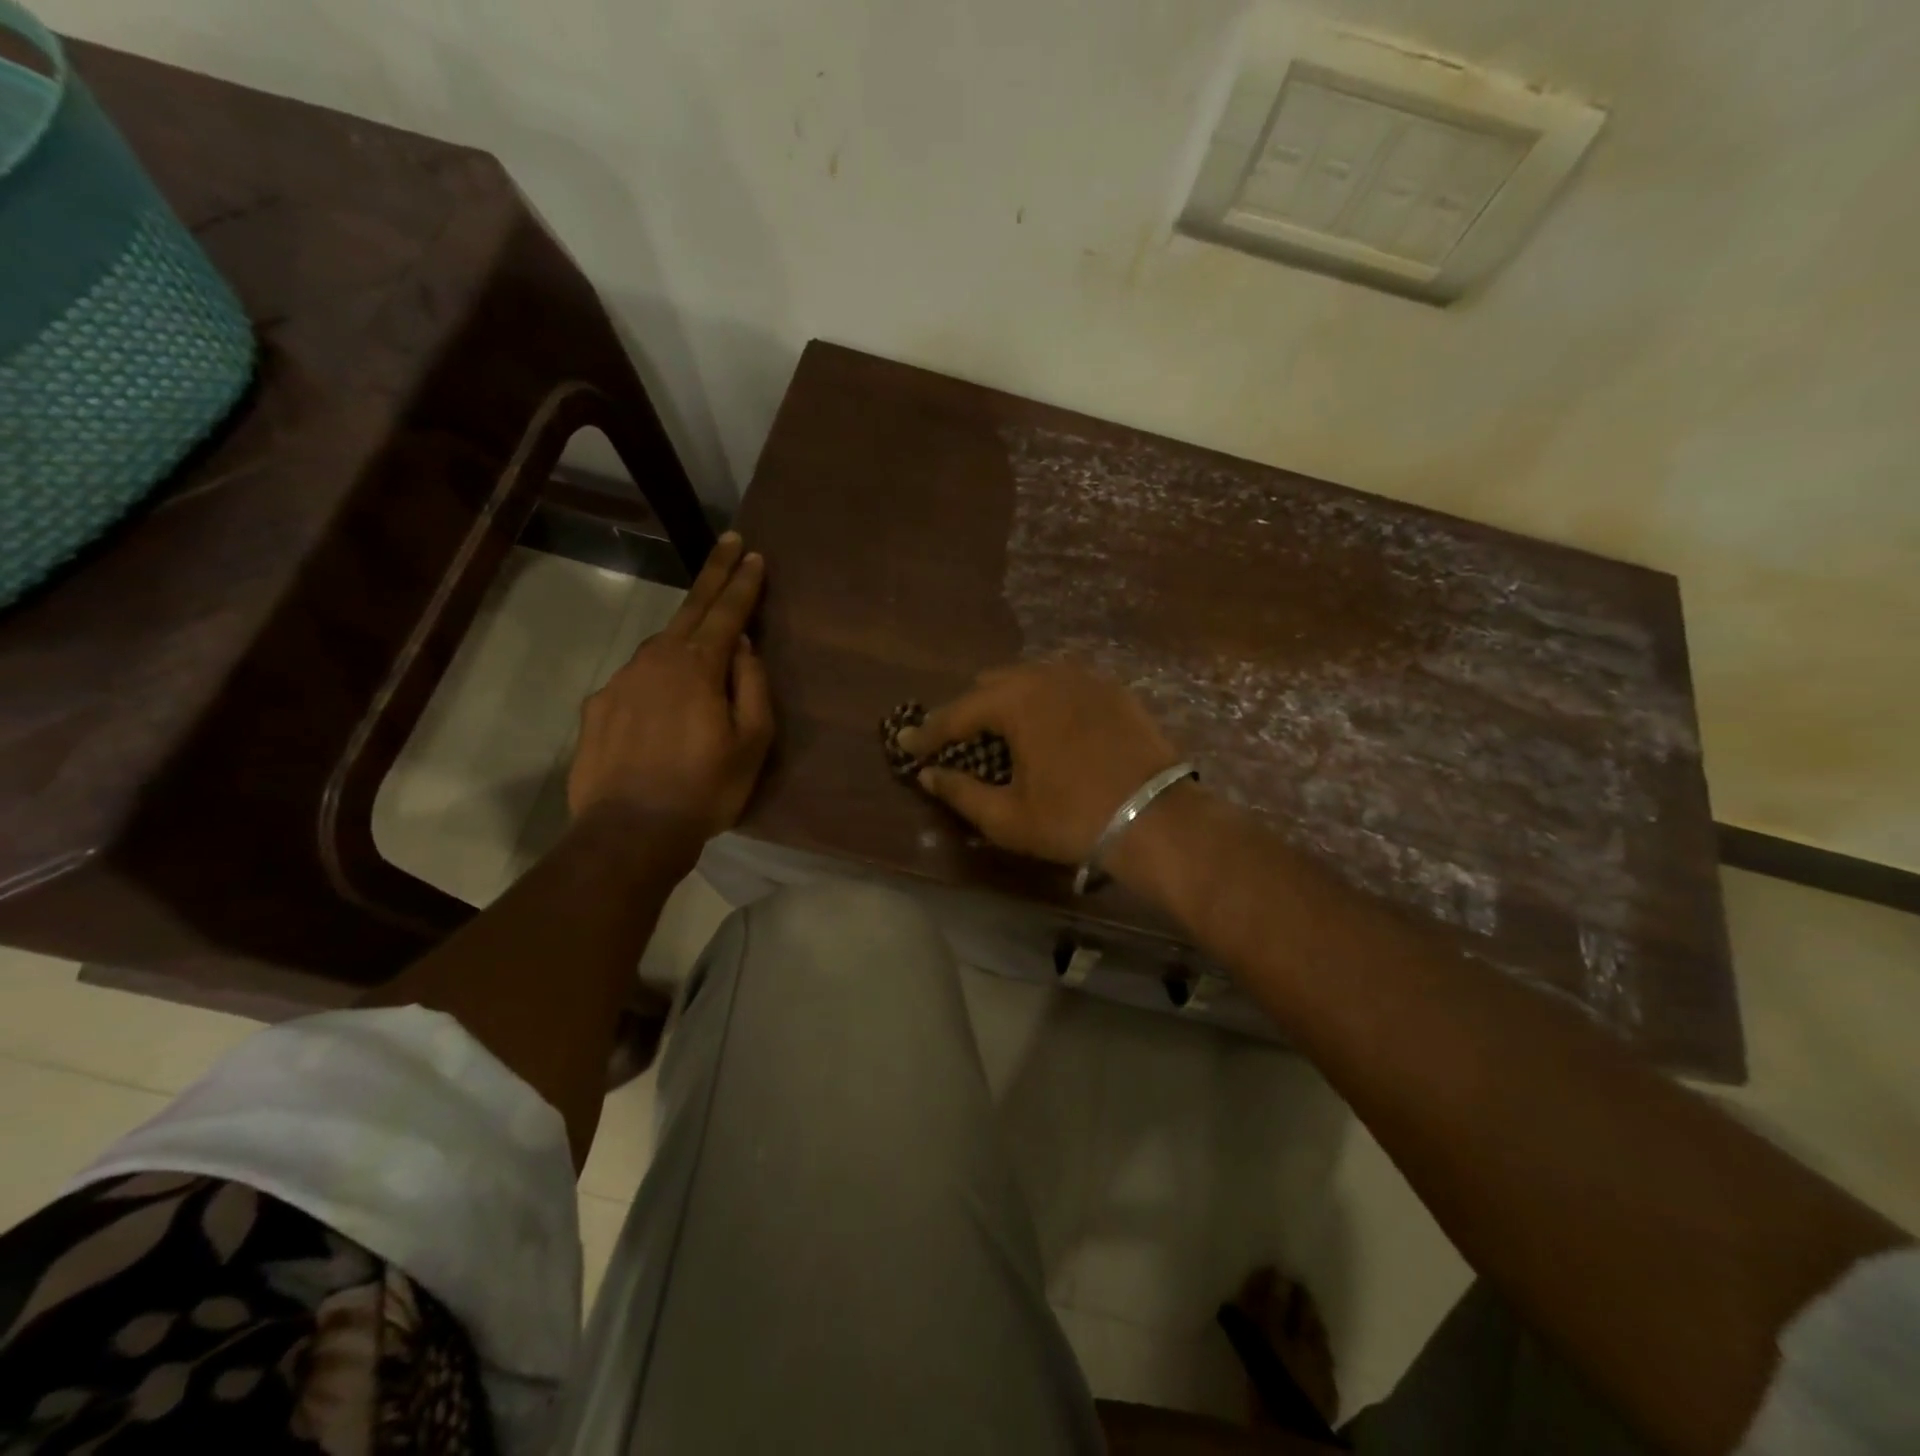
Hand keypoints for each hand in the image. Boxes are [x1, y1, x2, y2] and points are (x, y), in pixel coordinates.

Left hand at [567, 533, 772, 861]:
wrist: (630, 831)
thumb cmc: (706, 788)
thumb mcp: (752, 741)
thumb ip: (751, 686)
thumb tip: (744, 647)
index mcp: (698, 666)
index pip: (727, 613)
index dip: (743, 583)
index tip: (753, 554)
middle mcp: (656, 660)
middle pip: (690, 609)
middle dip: (713, 575)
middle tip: (727, 542)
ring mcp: (621, 681)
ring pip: (660, 646)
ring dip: (684, 634)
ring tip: (703, 642)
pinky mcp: (598, 706)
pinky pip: (636, 680)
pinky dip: (656, 677)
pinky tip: (663, 705)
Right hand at [900, 663, 1181, 864]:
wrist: (1157, 819)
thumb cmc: (1073, 819)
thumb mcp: (1007, 817)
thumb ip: (960, 792)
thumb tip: (928, 775)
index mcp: (1016, 701)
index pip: (957, 713)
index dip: (928, 732)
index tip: (907, 743)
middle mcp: (1047, 676)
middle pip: (992, 685)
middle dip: (969, 711)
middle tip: (957, 741)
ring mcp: (1085, 678)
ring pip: (1031, 679)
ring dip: (1008, 701)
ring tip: (1001, 732)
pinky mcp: (1114, 690)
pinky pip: (1065, 685)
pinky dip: (1045, 701)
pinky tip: (1048, 726)